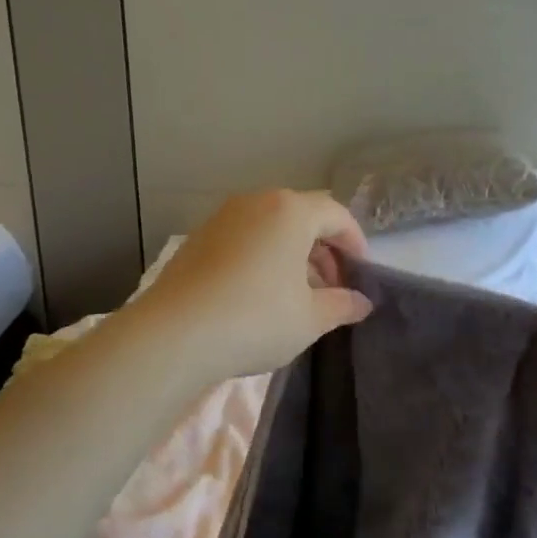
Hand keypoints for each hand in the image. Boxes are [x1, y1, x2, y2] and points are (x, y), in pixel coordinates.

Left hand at [130, 190, 371, 388]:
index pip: (336, 214)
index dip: (355, 242)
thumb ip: (342, 305)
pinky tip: (260, 294)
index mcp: (290, 211)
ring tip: (298, 293)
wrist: (174, 334)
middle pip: (302, 216)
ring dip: (292, 253)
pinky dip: (262, 257)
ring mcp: (222, 218)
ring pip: (270, 227)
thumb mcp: (310, 318)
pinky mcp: (197, 239)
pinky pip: (243, 238)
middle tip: (333, 285)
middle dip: (324, 248)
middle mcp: (256, 202)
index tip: (361, 272)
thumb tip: (362, 302)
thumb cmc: (255, 318)